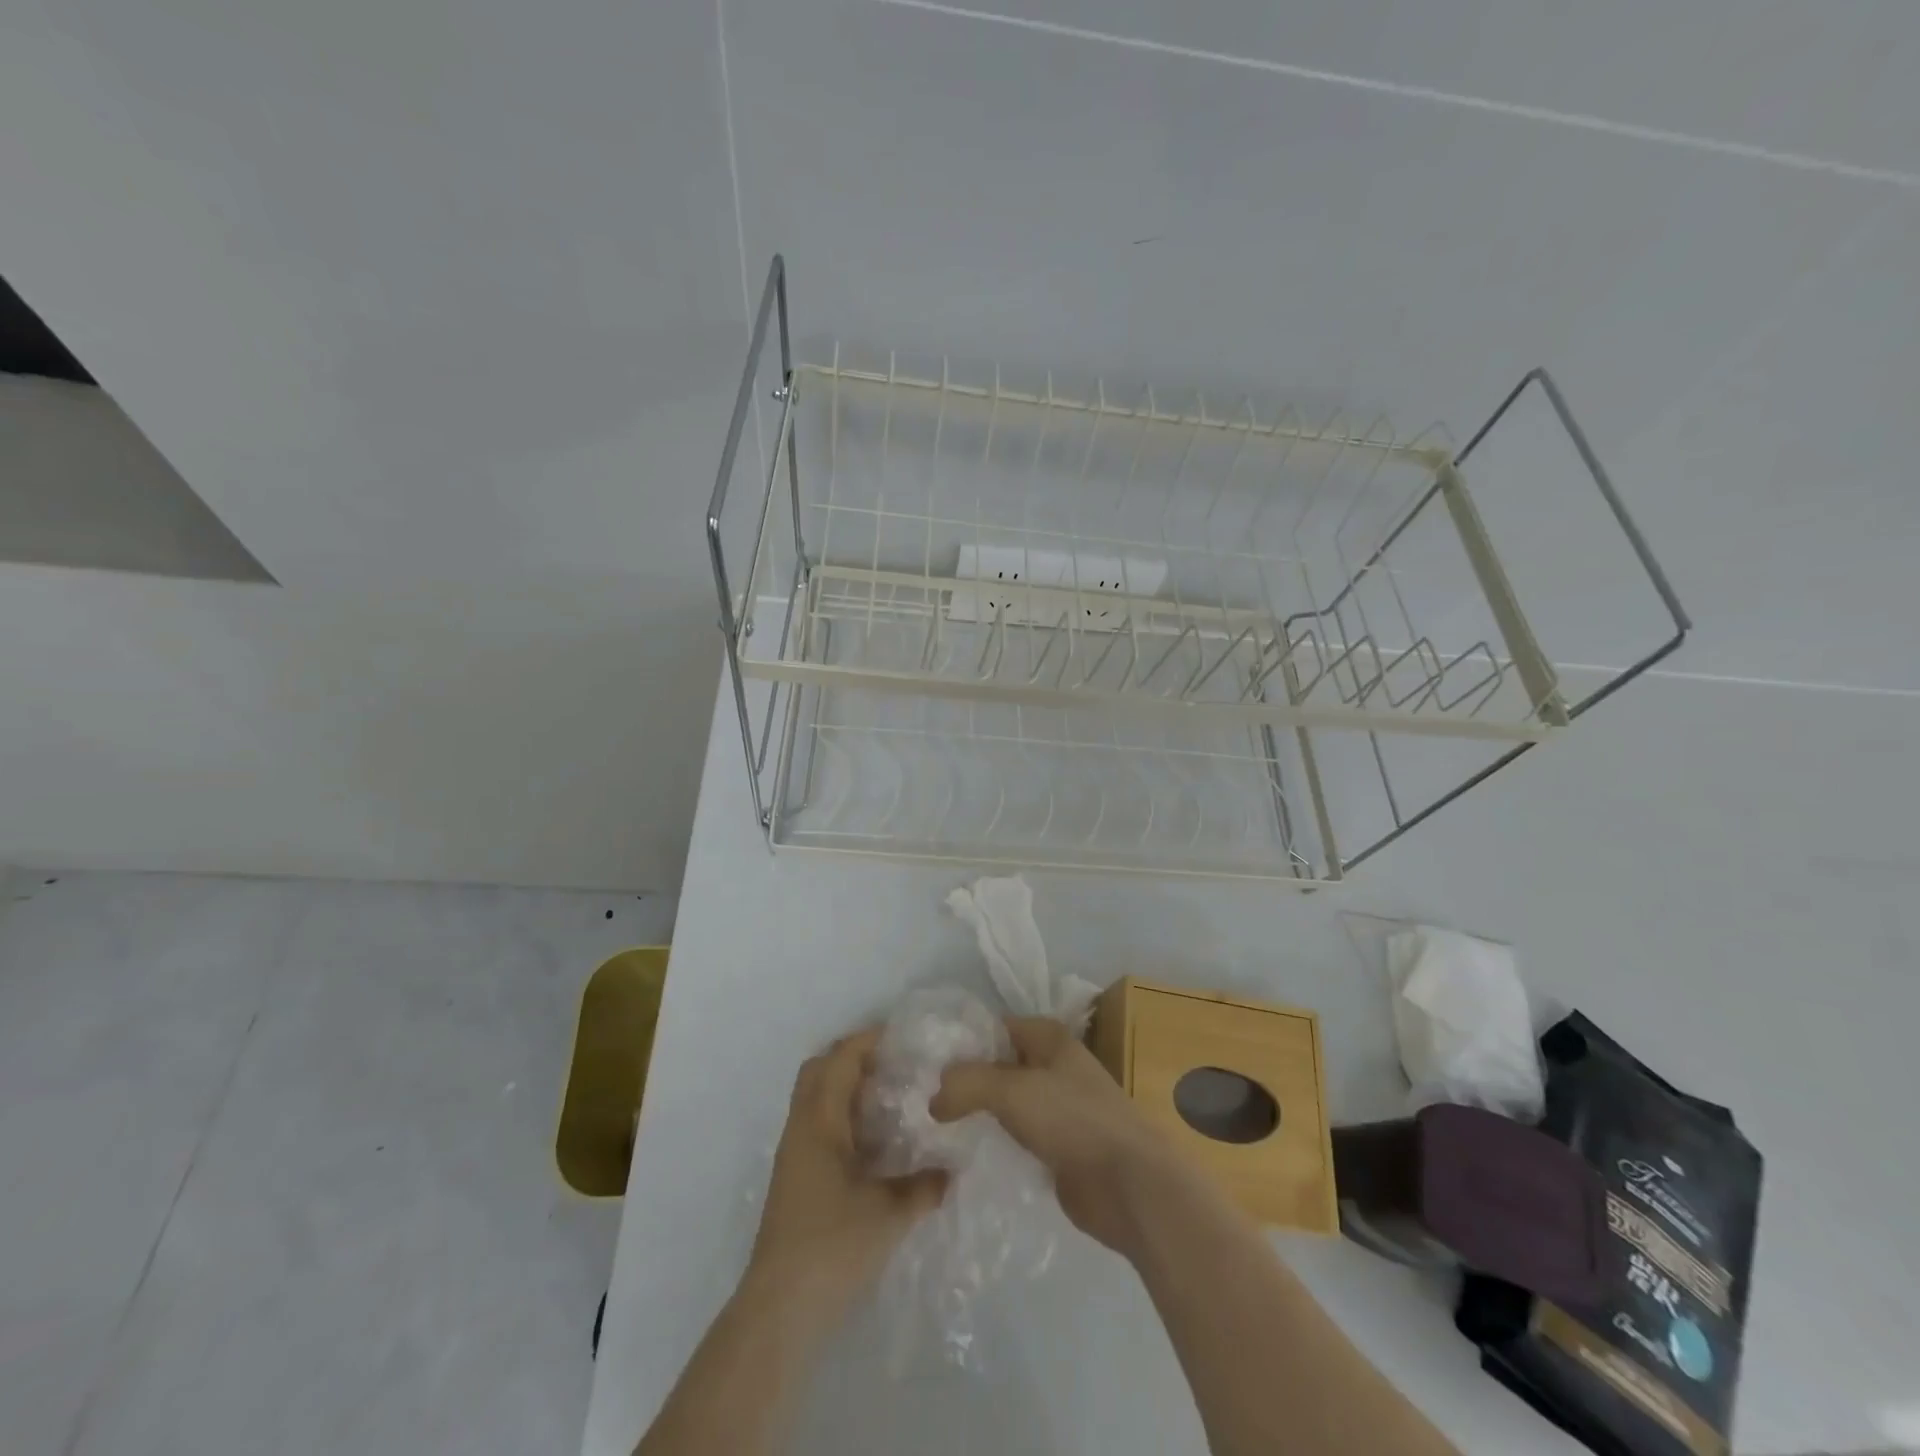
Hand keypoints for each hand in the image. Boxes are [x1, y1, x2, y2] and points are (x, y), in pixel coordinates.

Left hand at [748, 1028, 946, 1315]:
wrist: (781, 1307)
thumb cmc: (833, 1245)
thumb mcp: (888, 1213)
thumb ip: (923, 1186)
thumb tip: (952, 1171)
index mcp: (819, 1122)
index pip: (840, 1059)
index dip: (868, 1040)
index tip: (902, 1036)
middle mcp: (801, 1128)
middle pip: (818, 1069)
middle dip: (852, 1056)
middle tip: (892, 1062)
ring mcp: (794, 1153)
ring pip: (815, 1097)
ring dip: (846, 1086)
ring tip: (889, 1096)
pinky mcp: (795, 1178)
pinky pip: (818, 1124)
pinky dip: (842, 1115)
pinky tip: (873, 1140)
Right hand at [931, 1015, 1185, 1255]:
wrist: (1129, 1184)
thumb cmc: (1073, 1120)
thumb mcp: (1012, 1090)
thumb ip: (967, 1084)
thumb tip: (933, 1098)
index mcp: (1050, 1038)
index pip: (997, 1027)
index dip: (964, 1042)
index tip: (927, 1064)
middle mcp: (1056, 1067)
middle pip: (1001, 1066)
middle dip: (968, 1081)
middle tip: (926, 1100)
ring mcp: (1060, 1109)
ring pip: (1009, 1103)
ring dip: (981, 1114)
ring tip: (939, 1128)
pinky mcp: (1061, 1148)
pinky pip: (1019, 1137)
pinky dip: (998, 1143)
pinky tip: (970, 1155)